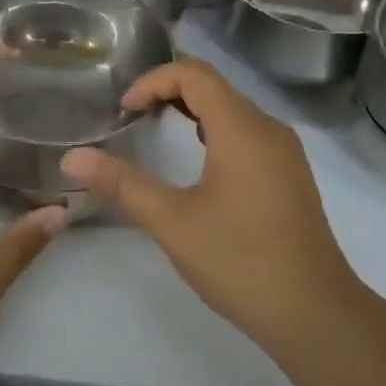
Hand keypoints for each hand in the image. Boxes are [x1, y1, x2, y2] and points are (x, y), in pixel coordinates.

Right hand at [60, 58, 375, 376]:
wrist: (313, 311)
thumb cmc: (240, 261)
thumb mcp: (172, 221)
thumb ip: (122, 184)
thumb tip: (71, 157)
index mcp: (243, 129)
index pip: (195, 74)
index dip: (153, 80)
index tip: (124, 111)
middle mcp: (269, 129)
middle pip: (215, 87)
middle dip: (169, 93)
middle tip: (132, 119)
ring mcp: (285, 153)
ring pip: (233, 111)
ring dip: (192, 113)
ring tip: (156, 134)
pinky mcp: (289, 176)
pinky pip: (247, 134)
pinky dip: (214, 133)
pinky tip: (197, 166)